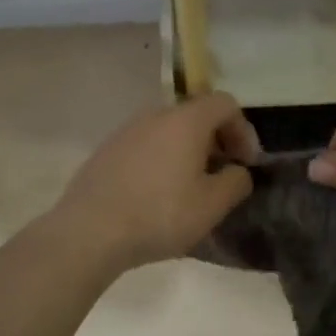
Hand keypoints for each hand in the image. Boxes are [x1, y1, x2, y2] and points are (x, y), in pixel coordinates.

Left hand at [53, 92, 259, 270]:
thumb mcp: (212, 205)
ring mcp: (126, 131)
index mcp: (186, 121)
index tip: (246, 163)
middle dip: (216, 142)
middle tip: (221, 176)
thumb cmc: (160, 215)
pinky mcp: (106, 151)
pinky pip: (145, 147)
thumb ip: (236, 182)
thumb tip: (237, 172)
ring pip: (168, 132)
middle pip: (196, 115)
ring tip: (190, 188)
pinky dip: (161, 161)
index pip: (225, 104)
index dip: (243, 130)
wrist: (89, 232)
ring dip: (187, 152)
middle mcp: (155, 115)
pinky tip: (157, 195)